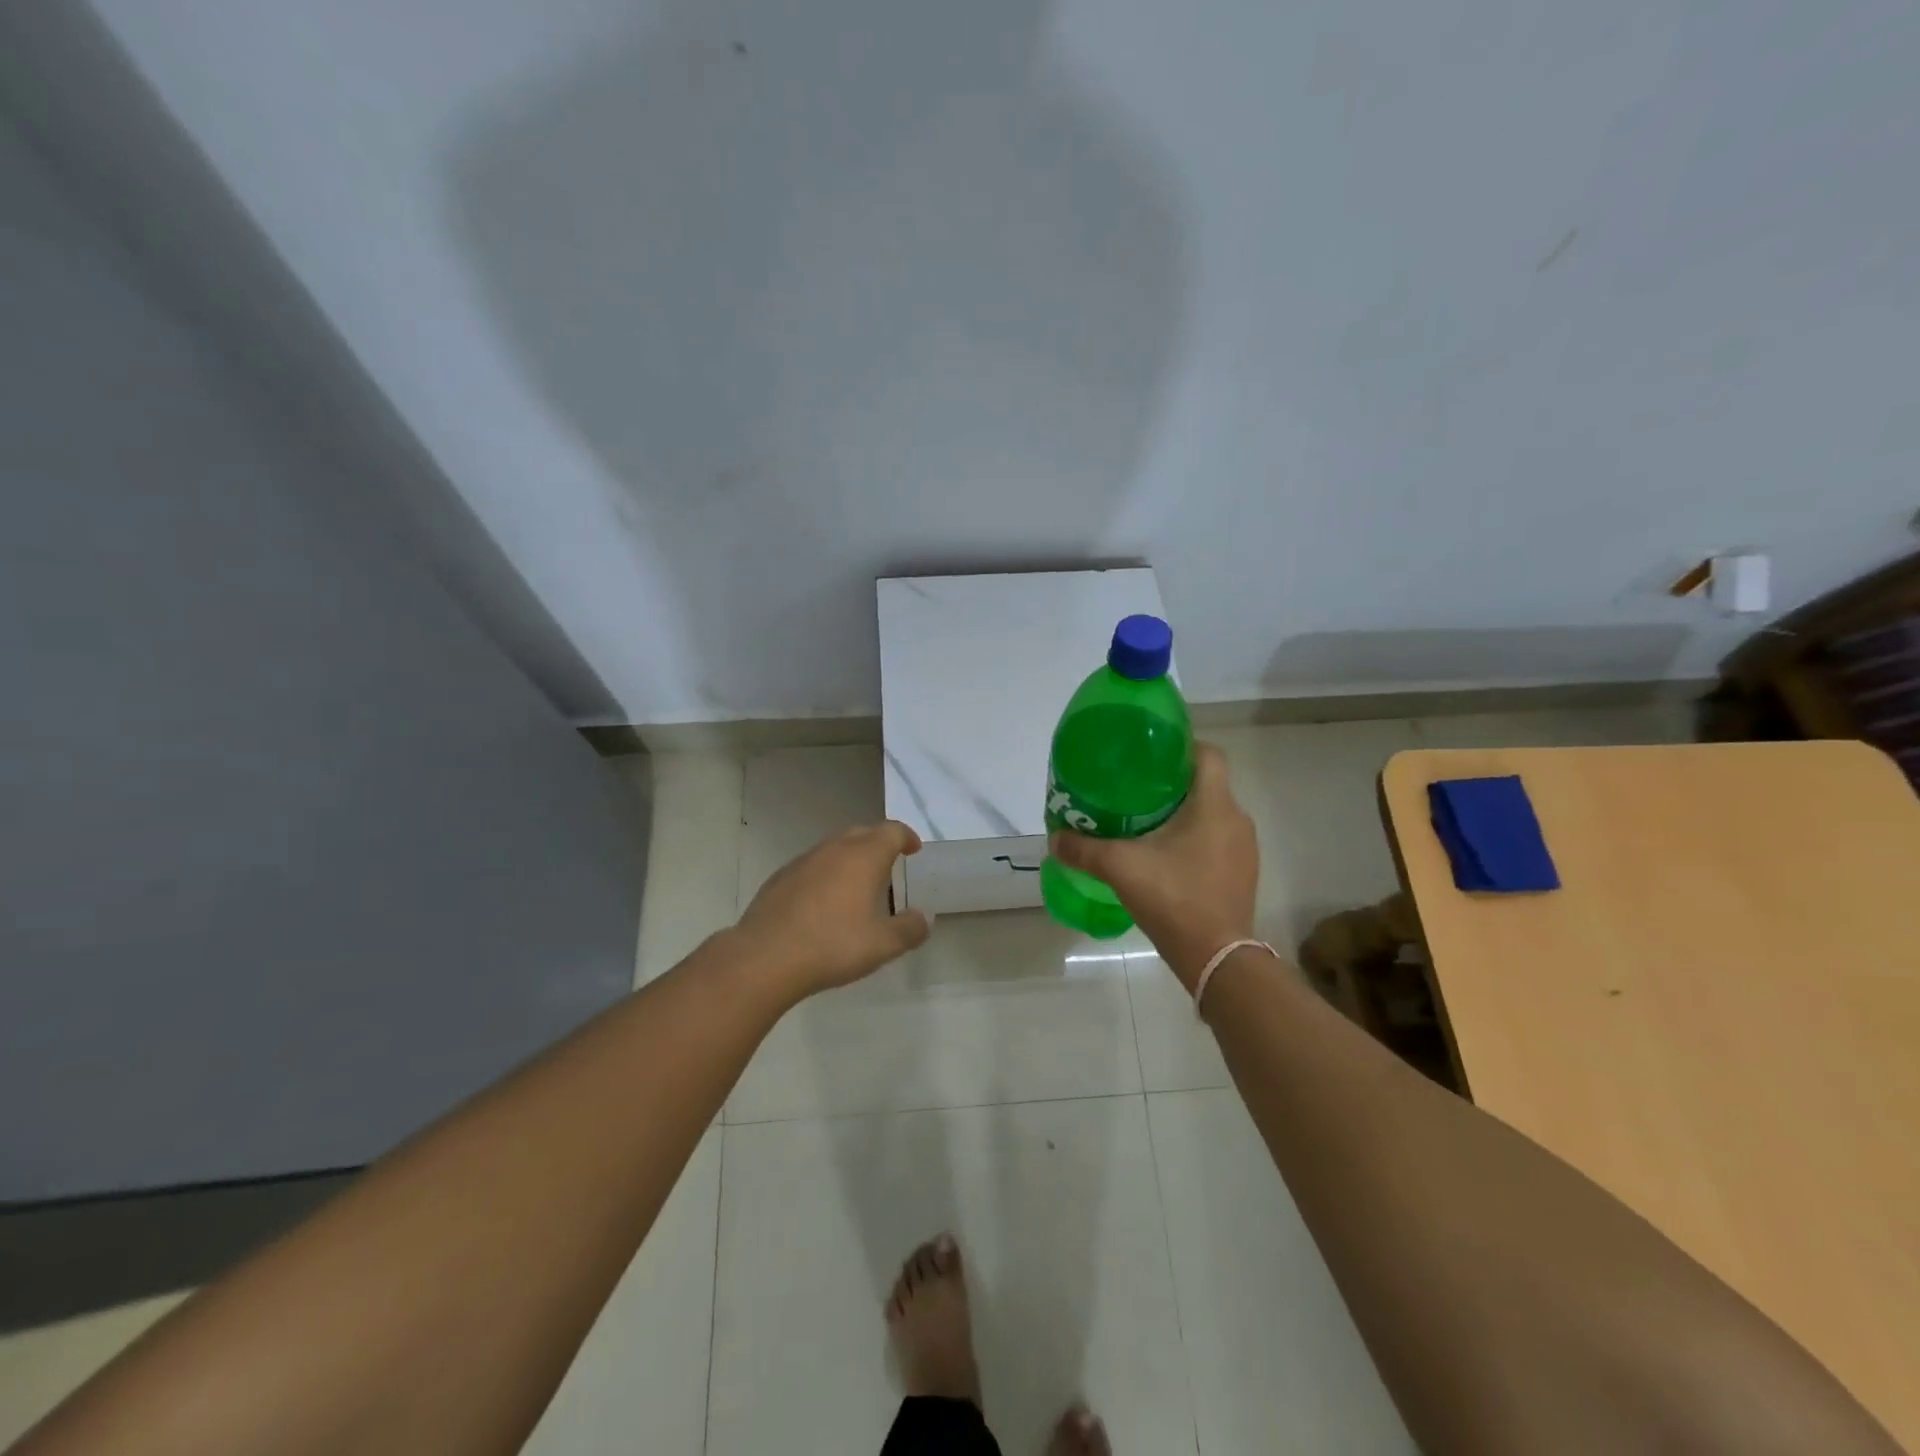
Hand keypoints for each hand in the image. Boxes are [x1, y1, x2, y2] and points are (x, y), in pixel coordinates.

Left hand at [735, 821, 932, 996]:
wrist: (765, 958)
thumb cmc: (832, 946)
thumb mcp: (882, 945)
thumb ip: (909, 929)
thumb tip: (925, 917)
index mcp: (863, 857)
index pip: (891, 831)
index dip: (906, 837)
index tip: (913, 849)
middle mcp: (834, 849)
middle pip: (862, 833)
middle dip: (879, 842)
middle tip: (889, 862)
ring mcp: (803, 861)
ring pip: (834, 847)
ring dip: (850, 857)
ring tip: (857, 882)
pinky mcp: (779, 878)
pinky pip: (812, 865)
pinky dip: (825, 873)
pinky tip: (823, 900)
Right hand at [1048, 742, 1257, 991]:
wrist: (1218, 958)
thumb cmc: (1174, 898)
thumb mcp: (1120, 868)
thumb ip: (1084, 849)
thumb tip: (1054, 838)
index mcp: (1214, 805)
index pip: (1209, 754)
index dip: (1181, 746)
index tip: (1150, 755)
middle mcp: (1237, 819)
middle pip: (1207, 784)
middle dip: (1172, 783)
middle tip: (1135, 789)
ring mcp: (1244, 849)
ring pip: (1213, 814)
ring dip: (1185, 813)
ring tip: (1146, 821)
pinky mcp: (1242, 873)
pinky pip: (1218, 840)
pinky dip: (1195, 838)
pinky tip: (1166, 856)